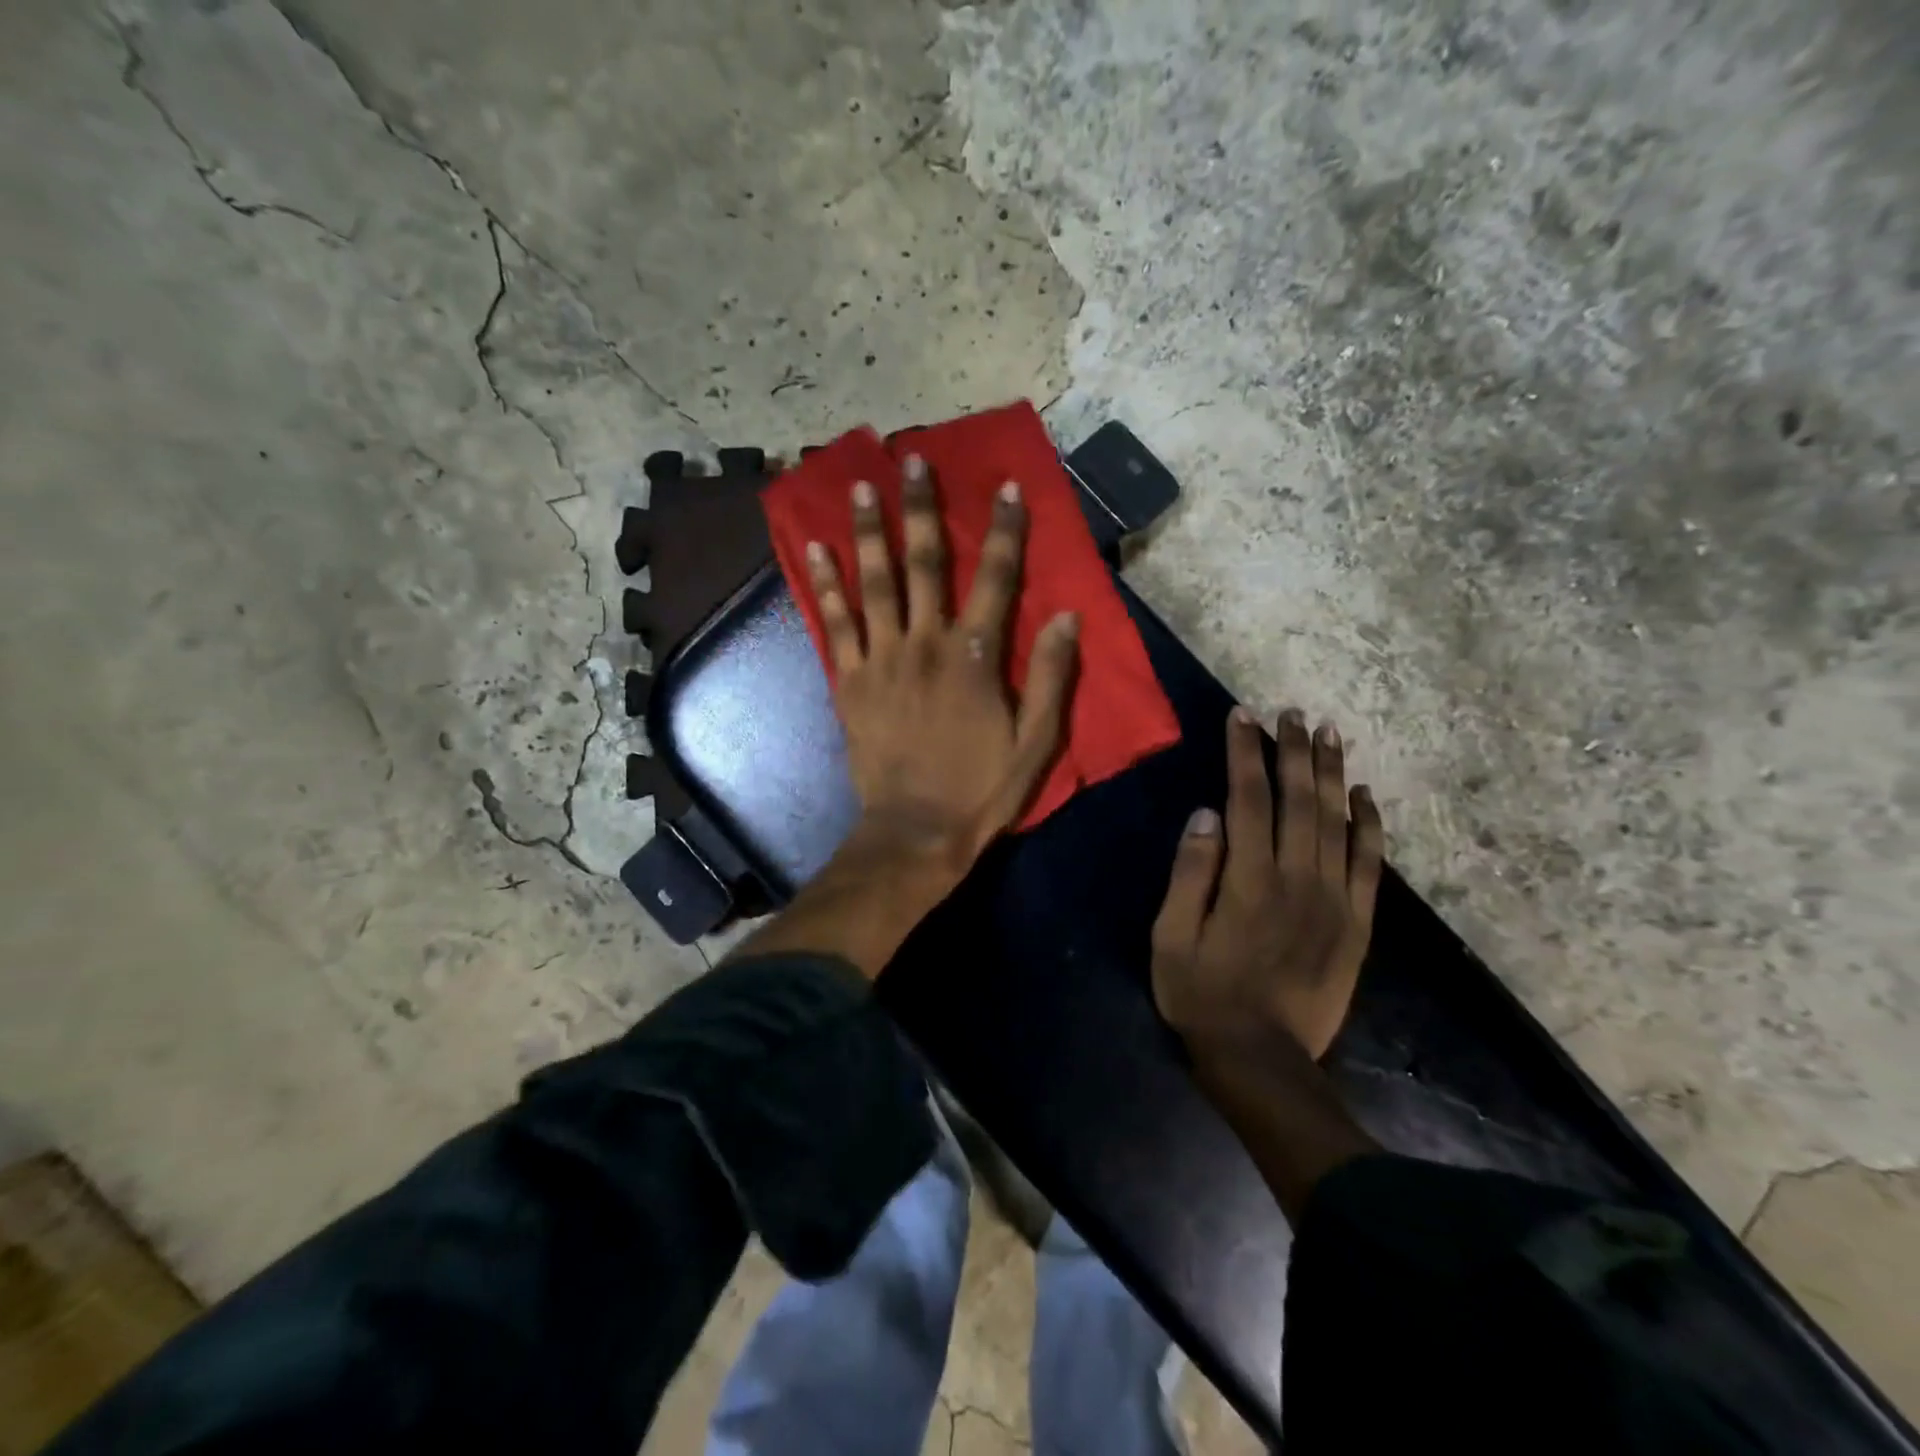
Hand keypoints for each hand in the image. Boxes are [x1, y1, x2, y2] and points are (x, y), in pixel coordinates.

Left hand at [806, 455, 1079, 884]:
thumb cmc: (981, 791)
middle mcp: (926, 645)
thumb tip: (1068, 616)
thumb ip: (1053, 677)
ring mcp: (881, 661)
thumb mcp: (1036, 743)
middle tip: (910, 461)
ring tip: (858, 487)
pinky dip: (825, 586)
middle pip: (925, 565)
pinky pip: (834, 625)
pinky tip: (814, 550)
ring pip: (874, 584)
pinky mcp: (849, 683)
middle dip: (920, 509)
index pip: (996, 579)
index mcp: (975, 658)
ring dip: (867, 532)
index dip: (1003, 531)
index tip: (1005, 487)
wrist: (914, 833)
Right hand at [1151, 707, 1384, 1062]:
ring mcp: (1334, 901)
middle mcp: (1297, 880)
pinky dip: (1370, 826)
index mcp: (1248, 880)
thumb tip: (1206, 815)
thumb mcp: (1171, 937)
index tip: (1243, 716)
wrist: (1263, 1060)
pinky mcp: (1356, 924)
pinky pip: (1369, 865)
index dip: (1245, 753)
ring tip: (1330, 734)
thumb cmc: (1202, 995)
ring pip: (1337, 823)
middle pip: (1299, 800)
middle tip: (1293, 712)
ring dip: (1332, 774)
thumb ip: (1190, 874)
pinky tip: (1366, 796)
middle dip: (1294, 750)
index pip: (1248, 799)